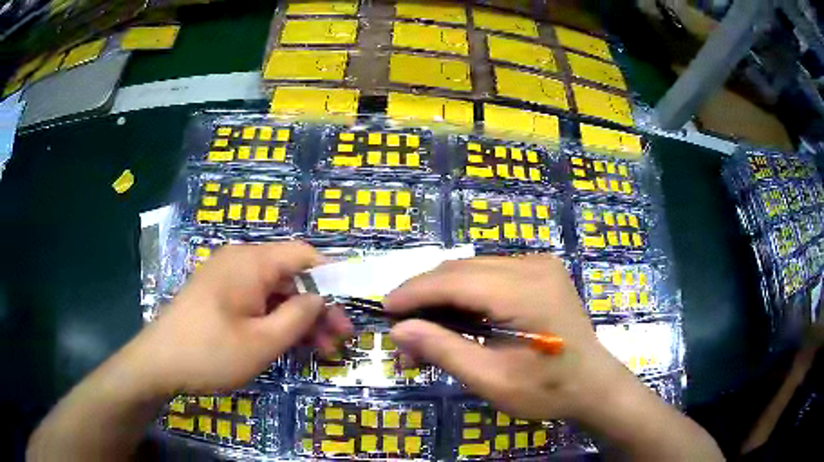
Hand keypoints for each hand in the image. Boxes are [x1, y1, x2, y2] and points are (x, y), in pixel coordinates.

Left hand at [133, 241, 352, 394]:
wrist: (158, 363)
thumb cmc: (210, 352)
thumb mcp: (262, 342)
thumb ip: (298, 316)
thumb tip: (320, 297)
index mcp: (251, 262)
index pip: (304, 254)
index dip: (332, 277)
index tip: (349, 307)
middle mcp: (240, 261)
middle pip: (290, 275)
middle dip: (317, 306)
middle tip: (339, 340)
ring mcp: (226, 278)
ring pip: (274, 291)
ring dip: (298, 317)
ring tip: (320, 350)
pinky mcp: (218, 295)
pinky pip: (256, 301)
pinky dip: (275, 320)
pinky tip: (288, 344)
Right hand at [385, 255, 636, 421]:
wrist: (592, 384)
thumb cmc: (547, 389)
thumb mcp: (492, 380)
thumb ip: (444, 350)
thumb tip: (399, 330)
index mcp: (526, 292)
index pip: (455, 281)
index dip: (414, 292)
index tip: (385, 309)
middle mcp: (533, 266)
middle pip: (461, 270)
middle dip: (425, 296)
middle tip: (402, 328)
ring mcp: (539, 264)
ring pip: (473, 269)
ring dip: (443, 296)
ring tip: (424, 328)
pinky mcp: (540, 271)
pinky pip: (490, 274)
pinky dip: (465, 294)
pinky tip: (456, 318)